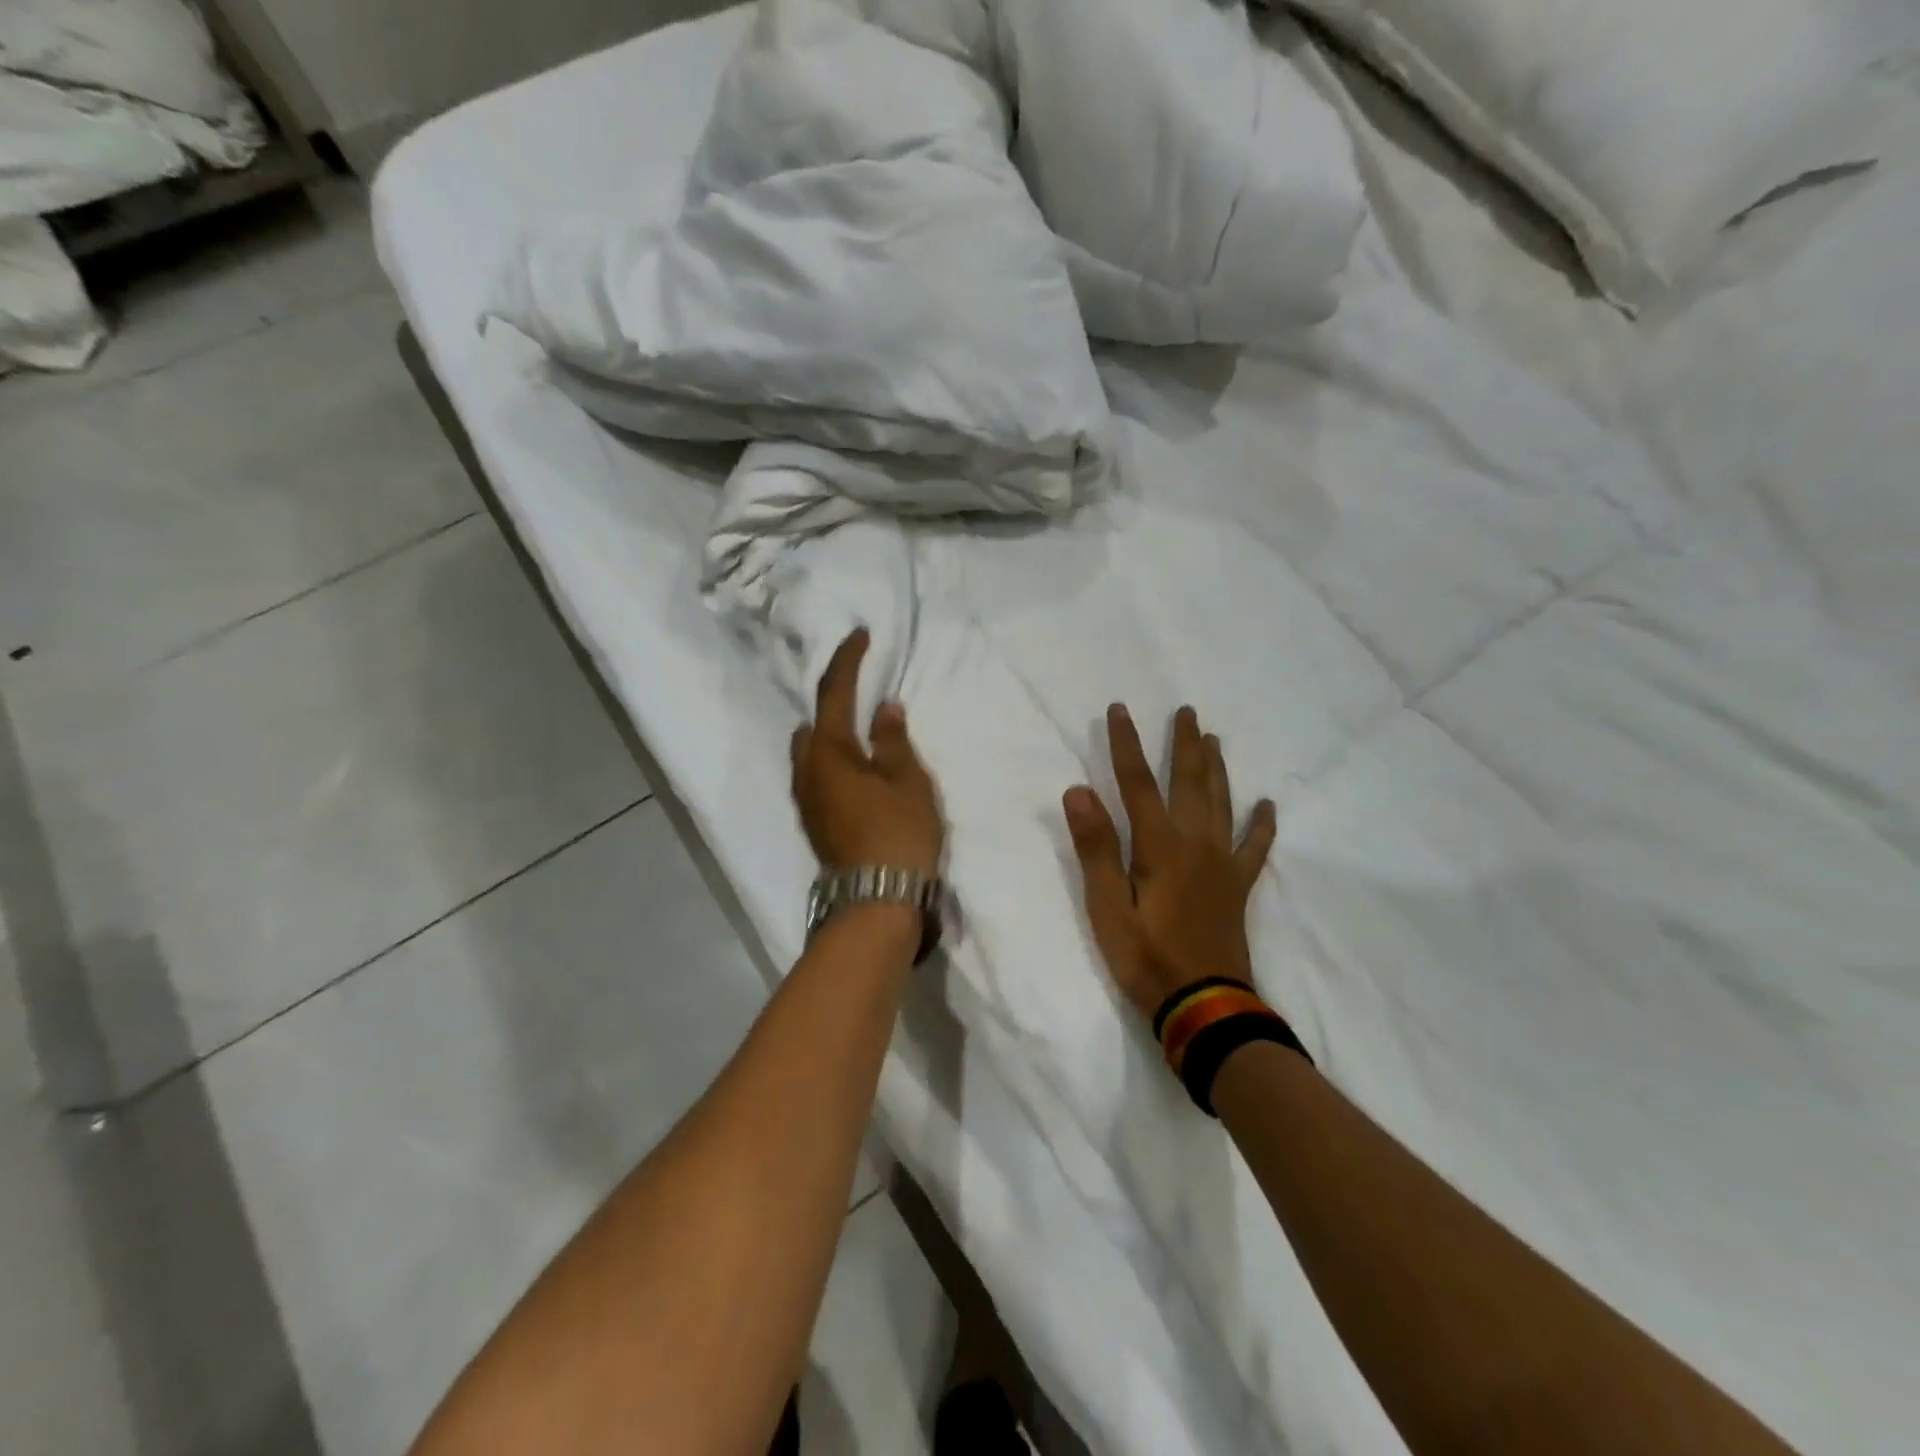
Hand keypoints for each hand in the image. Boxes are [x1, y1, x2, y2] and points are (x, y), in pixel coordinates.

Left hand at [791, 629, 943, 876]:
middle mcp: (807, 771)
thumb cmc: (897, 833)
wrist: (876, 901)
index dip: (847, 660)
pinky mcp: (815, 821)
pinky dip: (832, 759)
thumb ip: (894, 741)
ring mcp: (807, 799)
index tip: (859, 635)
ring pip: (811, 752)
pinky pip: (817, 774)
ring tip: (860, 728)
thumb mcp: (907, 781)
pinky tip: (855, 767)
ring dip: (830, 733)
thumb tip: (884, 709)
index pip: (834, 692)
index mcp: (829, 751)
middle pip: (813, 723)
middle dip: (832, 701)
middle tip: (859, 688)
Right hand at [1063, 705, 1277, 1021]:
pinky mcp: (1237, 887)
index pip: (1136, 783)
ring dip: (1216, 769)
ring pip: (1221, 803)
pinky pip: (1255, 848)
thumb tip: (1078, 790)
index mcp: (1159, 846)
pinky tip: (1268, 806)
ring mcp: (1222, 864)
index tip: (1119, 709)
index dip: (1126, 744)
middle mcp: (1195, 843)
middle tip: (1186, 711)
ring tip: (1214, 739)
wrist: (1204, 1005)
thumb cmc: (1146, 957)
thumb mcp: (1106, 907)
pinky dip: (1262, 826)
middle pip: (1189, 782)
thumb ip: (1095, 848)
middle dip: (1183, 744)